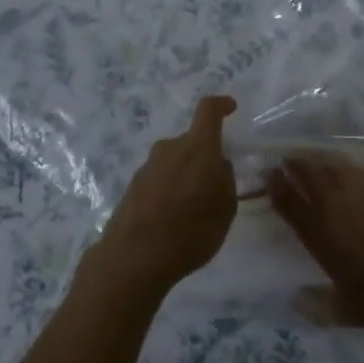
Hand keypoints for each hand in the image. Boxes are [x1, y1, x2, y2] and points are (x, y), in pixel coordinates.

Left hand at [80, 97, 239, 301]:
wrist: (135, 257)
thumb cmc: (191, 230)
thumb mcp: (226, 208)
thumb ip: (225, 179)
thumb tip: (217, 165)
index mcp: (197, 147)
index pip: (208, 111)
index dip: (221, 105)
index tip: (231, 108)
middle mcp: (169, 149)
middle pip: (191, 142)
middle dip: (204, 157)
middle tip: (215, 187)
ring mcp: (147, 167)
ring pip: (174, 162)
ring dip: (185, 177)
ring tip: (193, 210)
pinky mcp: (132, 186)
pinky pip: (159, 180)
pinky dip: (169, 192)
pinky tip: (172, 221)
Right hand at [265, 153, 363, 332]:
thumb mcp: (351, 312)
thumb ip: (318, 306)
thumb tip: (294, 299)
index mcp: (323, 232)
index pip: (289, 202)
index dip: (276, 185)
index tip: (270, 173)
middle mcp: (340, 202)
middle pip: (310, 173)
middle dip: (295, 163)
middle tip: (289, 157)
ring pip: (338, 163)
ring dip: (323, 158)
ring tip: (319, 156)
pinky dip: (362, 164)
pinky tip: (363, 166)